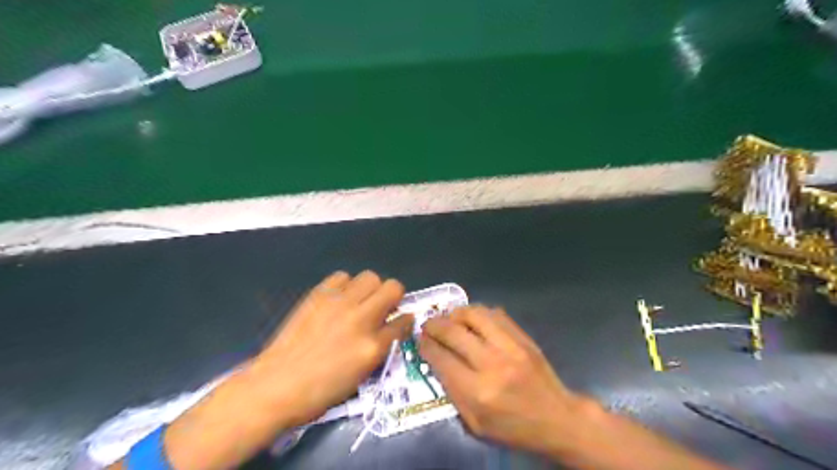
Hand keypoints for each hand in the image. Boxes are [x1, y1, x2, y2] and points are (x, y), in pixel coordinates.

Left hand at [254, 271, 413, 428]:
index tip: (401, 321)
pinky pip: (343, 276)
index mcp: (373, 346)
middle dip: (393, 296)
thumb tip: (391, 326)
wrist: (278, 384)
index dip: (405, 321)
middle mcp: (360, 320)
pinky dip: (346, 285)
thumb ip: (381, 346)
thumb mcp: (362, 374)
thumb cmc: (321, 389)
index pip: (403, 322)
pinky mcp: (319, 295)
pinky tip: (339, 299)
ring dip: (370, 289)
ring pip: (370, 277)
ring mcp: (339, 304)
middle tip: (381, 308)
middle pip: (393, 287)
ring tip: (359, 302)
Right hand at [423, 305, 583, 455]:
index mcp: (477, 392)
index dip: (426, 345)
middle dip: (434, 325)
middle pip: (454, 332)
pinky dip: (478, 313)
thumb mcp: (475, 422)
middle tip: (427, 325)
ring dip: (455, 313)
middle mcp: (492, 364)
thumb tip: (436, 358)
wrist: (557, 419)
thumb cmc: (512, 427)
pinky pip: (495, 313)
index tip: (419, 339)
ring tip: (449, 318)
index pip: (441, 358)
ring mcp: (511, 347)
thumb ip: (452, 391)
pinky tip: (473, 320)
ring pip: (474, 314)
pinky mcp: (523, 337)